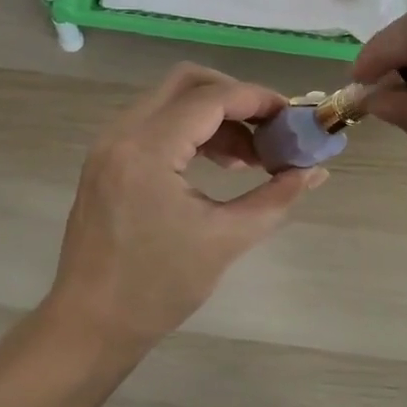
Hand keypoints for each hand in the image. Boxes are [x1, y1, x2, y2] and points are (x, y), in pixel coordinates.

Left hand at [46, 63, 325, 358]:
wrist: (90, 324)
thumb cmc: (158, 288)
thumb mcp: (225, 240)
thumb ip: (276, 198)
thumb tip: (316, 171)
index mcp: (147, 149)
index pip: (211, 99)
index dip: (257, 100)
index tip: (292, 117)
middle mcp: (122, 133)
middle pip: (186, 82)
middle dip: (235, 98)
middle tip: (270, 128)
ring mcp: (109, 144)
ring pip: (169, 100)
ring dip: (213, 116)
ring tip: (250, 157)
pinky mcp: (107, 159)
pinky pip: (154, 123)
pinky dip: (190, 131)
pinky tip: (219, 163)